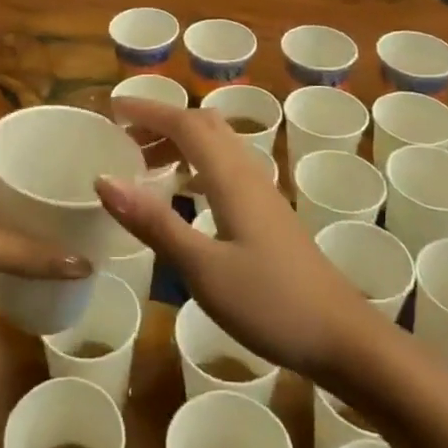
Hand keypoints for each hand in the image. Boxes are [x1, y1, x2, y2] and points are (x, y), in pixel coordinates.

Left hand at [0, 132, 90, 300]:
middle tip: (79, 180)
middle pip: (4, 161)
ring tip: (64, 205)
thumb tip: (84, 262)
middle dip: (38, 169)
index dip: (41, 134)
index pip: (9, 132)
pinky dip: (6, 219)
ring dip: (22, 196)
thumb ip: (24, 254)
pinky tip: (30, 234)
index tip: (78, 142)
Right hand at [97, 98, 378, 383]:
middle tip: (124, 138)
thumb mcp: (203, 268)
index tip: (113, 109)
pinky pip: (226, 168)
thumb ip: (154, 223)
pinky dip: (197, 165)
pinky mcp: (269, 215)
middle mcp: (248, 174)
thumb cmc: (271, 303)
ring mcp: (263, 194)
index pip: (186, 124)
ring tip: (145, 164)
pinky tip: (185, 193)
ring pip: (218, 146)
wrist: (343, 338)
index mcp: (231, 178)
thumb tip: (104, 180)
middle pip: (204, 126)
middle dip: (162, 122)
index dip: (148, 111)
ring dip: (180, 142)